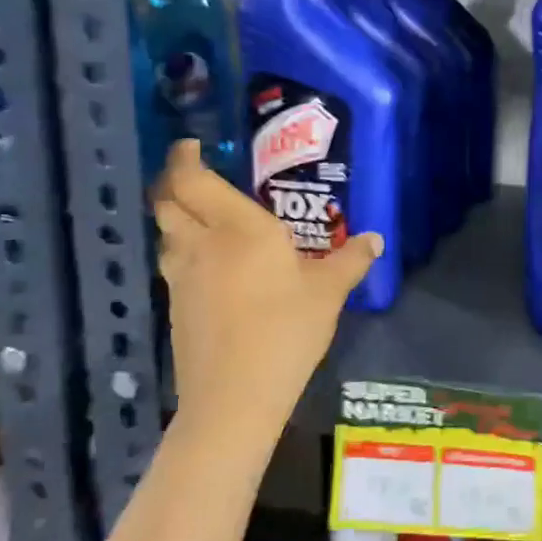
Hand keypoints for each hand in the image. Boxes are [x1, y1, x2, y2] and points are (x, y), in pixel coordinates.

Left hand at [153, 141, 382, 443]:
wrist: (235, 395)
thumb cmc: (286, 331)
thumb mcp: (329, 293)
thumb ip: (351, 260)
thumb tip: (375, 240)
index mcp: (241, 229)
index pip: (195, 180)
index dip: (185, 158)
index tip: (192, 145)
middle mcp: (203, 244)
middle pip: (168, 202)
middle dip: (174, 183)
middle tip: (197, 177)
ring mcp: (182, 277)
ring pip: (166, 234)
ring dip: (175, 218)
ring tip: (201, 218)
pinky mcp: (176, 306)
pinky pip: (172, 264)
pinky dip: (182, 251)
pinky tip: (207, 266)